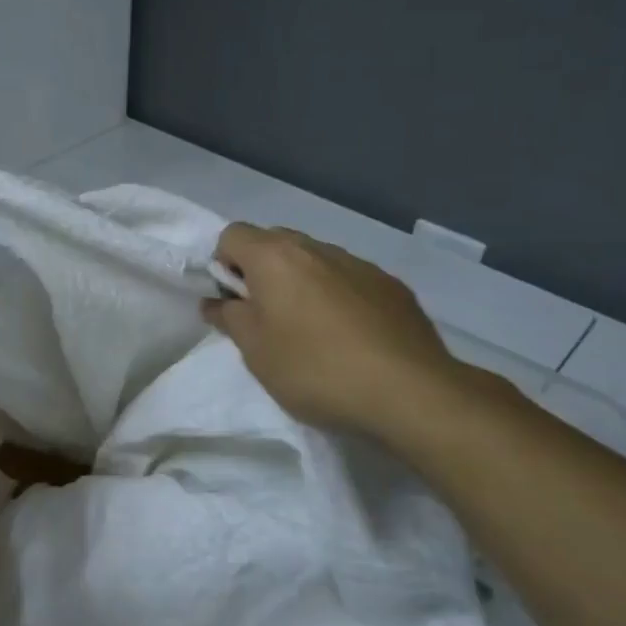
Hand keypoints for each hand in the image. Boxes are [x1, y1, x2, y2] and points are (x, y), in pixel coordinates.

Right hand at [202, 223, 466, 442]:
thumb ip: (229, 318)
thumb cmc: (315, 368)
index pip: (232, 234)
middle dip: (261, 272)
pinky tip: (350, 338)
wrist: (409, 391)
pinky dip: (338, 297)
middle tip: (266, 318)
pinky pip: (349, 280)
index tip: (234, 303)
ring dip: (301, 284)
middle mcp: (316, 248)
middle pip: (273, 242)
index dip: (223, 265)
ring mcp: (358, 263)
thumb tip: (216, 301)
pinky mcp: (391, 285)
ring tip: (312, 332)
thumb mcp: (255, 351)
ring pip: (314, 261)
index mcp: (275, 256)